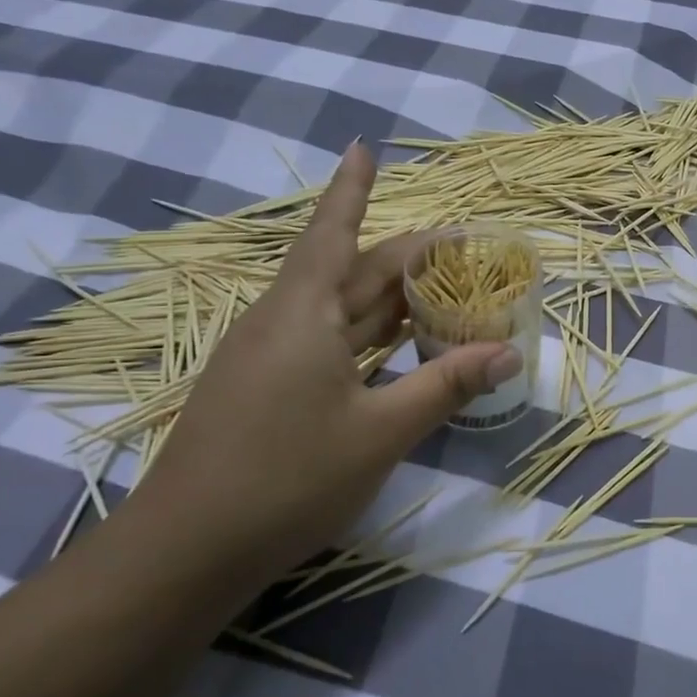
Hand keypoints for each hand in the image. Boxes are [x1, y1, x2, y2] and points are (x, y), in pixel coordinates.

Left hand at [132, 143, 521, 573]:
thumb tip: (509, 352)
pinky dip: (365, 334)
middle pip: (349, 272)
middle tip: (459, 249)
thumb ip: (446, 386)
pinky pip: (324, 341)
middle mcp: (281, 321)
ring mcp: (266, 356)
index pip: (334, 232)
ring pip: (338, 310)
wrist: (186, 550)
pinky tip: (392, 346)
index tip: (364, 147)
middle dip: (403, 257)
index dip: (352, 189)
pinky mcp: (262, 388)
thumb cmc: (288, 478)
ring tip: (438, 288)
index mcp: (303, 313)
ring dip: (386, 297)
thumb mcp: (381, 432)